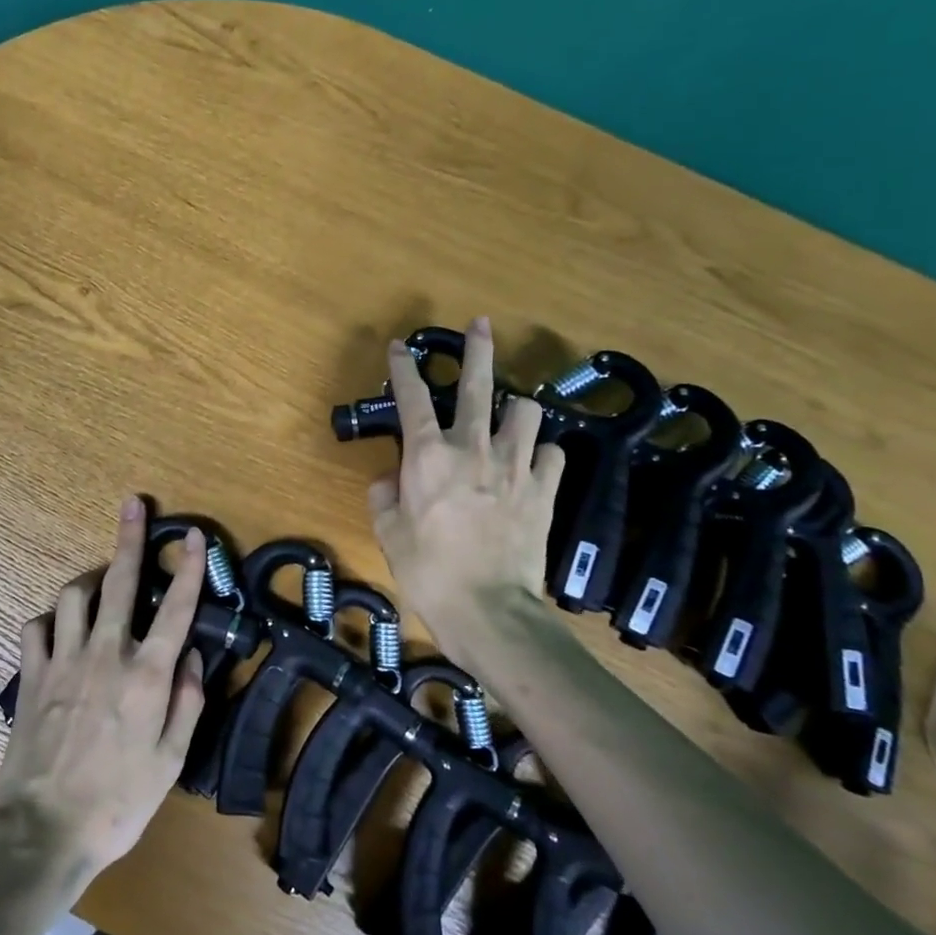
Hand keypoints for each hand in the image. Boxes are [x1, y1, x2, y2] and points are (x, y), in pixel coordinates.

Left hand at [0, 496, 206, 881]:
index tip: (193, 536)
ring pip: (73, 595)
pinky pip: (37, 627)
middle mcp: (106, 655)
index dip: (190, 568)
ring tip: (99, 580)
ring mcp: (64, 661)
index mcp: (147, 676)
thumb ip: (187, 702)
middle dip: (129, 538)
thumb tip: (193, 656)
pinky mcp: (33, 675)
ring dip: (88, 580)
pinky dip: (50, 619)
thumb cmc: (118, 802)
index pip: (177, 609)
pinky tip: (58, 627)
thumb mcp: (171, 761)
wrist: (44, 830)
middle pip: (120, 582)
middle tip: (131, 504)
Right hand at [368, 317, 565, 631]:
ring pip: (526, 410)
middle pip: (479, 384)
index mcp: (427, 456)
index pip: (412, 397)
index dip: (403, 367)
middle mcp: (473, 448)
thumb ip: (384, 498)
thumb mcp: (388, 535)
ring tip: (511, 413)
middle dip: (478, 349)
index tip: (400, 347)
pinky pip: (551, 453)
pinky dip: (541, 453)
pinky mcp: (545, 488)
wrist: (490, 610)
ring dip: (517, 407)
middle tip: (480, 325)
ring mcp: (515, 465)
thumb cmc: (428, 572)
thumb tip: (388, 480)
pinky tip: (533, 462)